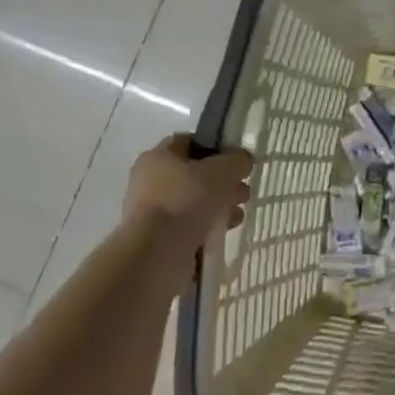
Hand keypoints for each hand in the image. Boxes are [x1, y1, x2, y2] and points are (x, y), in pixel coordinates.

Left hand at [123, 135, 253, 238]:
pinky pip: (191, 224)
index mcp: (158, 157)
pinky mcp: (160, 237)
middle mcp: (151, 180)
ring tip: (238, 215)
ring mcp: (154, 210)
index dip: (216, 147)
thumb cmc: (186, 201)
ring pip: (196, 201)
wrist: (156, 253)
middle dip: (224, 181)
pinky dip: (208, 226)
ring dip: (220, 205)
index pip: (190, 141)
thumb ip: (237, 161)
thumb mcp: (221, 171)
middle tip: (243, 192)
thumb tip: (243, 161)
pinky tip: (225, 231)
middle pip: (196, 174)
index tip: (237, 161)